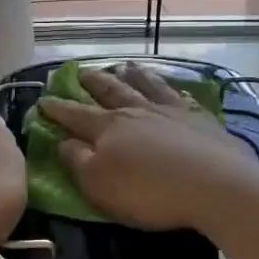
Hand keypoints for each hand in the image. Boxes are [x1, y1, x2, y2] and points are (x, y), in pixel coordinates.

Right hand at [37, 64, 258, 232]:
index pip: (76, 115)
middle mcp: (136, 111)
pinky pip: (178, 94)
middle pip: (110, 91)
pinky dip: (168, 87)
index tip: (44, 100)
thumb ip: (77, 161)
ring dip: (132, 75)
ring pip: (146, 85)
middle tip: (81, 72)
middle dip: (93, 82)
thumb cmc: (149, 192)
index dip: (58, 109)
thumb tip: (63, 141)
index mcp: (108, 128)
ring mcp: (170, 110)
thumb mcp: (99, 185)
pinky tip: (169, 86)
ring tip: (124, 66)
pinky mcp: (200, 118)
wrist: (215, 184)